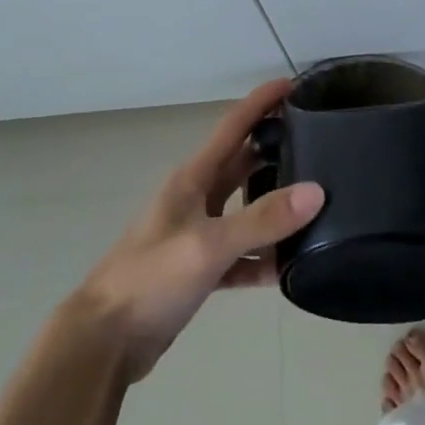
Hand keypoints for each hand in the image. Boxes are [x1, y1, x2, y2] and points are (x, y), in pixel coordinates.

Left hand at [72, 80, 322, 381]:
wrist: (104, 341)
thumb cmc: (151, 278)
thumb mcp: (209, 245)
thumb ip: (262, 219)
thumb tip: (317, 191)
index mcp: (193, 178)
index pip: (234, 126)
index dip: (262, 102)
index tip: (295, 83)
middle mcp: (196, 198)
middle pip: (243, 163)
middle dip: (276, 148)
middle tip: (320, 141)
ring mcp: (197, 234)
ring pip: (245, 209)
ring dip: (275, 205)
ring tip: (318, 200)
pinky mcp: (199, 269)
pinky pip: (241, 255)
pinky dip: (263, 257)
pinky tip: (290, 266)